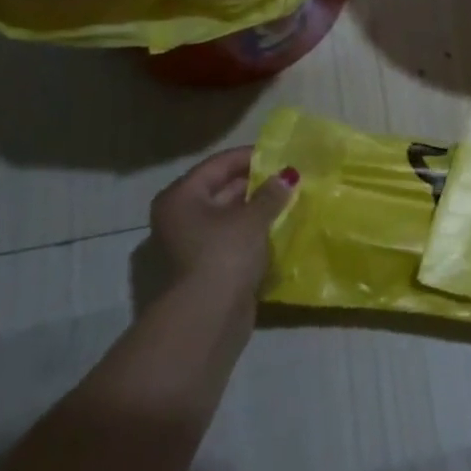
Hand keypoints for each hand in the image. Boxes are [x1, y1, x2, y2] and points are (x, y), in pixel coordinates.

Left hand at [149, 147, 297, 302]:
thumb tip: (287, 176)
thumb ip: (271, 194)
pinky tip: (280, 227)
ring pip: (229, 216)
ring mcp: (191, 244)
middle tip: (289, 176)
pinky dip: (254, 232)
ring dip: (257, 208)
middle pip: (221, 189)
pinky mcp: (207, 266)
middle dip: (255, 183)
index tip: (280, 152)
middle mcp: (180, 216)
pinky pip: (233, 238)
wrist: (207, 317)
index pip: (218, 164)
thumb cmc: (224, 255)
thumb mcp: (252, 218)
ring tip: (291, 199)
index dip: (250, 156)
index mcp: (182, 197)